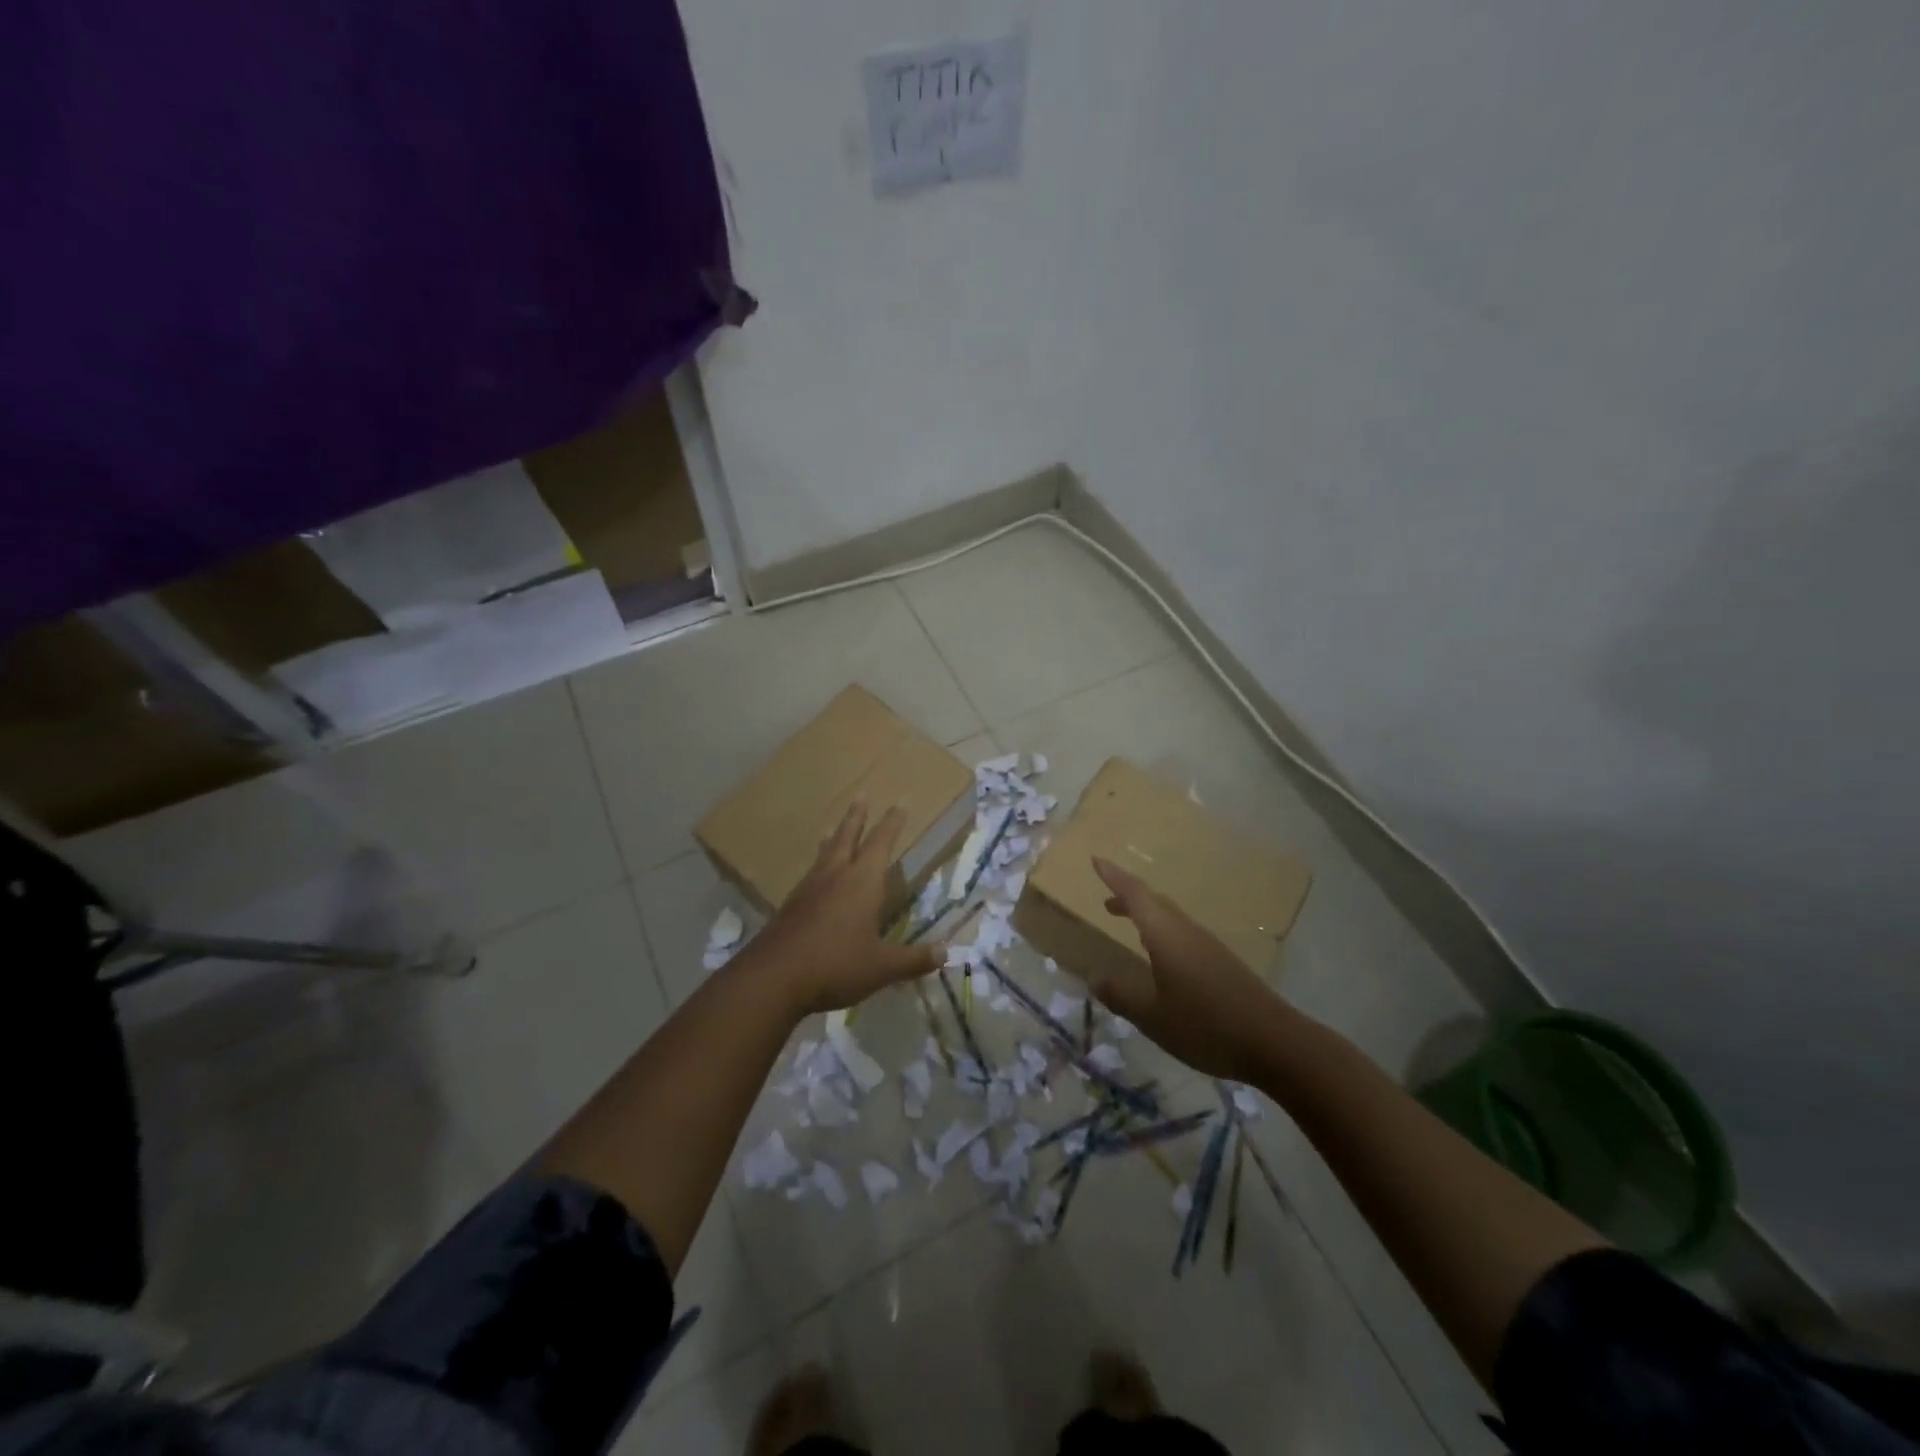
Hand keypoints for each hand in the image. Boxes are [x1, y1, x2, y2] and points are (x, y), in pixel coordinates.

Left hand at [742, 801, 942, 1017]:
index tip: (902, 801)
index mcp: (862, 882)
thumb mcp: (882, 967)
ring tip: (834, 827)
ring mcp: (809, 888)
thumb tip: (945, 954)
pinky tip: (816, 875)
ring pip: (825, 853)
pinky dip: (819, 863)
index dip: (894, 822)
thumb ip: (913, 960)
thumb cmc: (836, 965)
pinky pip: (811, 873)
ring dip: (834, 838)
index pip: (882, 842)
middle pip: (848, 836)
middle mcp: (836, 876)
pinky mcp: (791, 905)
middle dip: (857, 816)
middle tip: (861, 795)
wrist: (774, 977)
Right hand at [1089, 856, 1289, 1082]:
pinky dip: (1164, 935)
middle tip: (1106, 902)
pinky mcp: (1222, 963)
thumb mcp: (1152, 1016)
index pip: (1134, 895)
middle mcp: (1186, 931)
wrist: (1274, 1043)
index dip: (1114, 877)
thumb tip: (1096, 979)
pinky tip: (1163, 959)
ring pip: (1171, 919)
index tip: (1096, 860)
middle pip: (1154, 902)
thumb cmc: (1205, 1025)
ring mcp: (1208, 946)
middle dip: (1128, 898)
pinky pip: (1184, 936)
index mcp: (1165, 935)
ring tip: (1130, 926)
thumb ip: (1121, 996)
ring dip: (1148, 916)